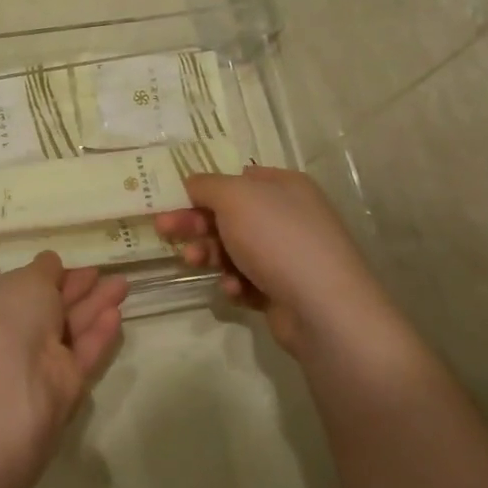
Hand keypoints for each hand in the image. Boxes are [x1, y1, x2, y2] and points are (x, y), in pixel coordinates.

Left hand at [0, 253, 126, 437]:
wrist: (7, 387)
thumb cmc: (5, 316)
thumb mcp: (25, 280)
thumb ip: (44, 271)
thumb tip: (50, 262)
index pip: (16, 290)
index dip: (42, 277)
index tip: (67, 265)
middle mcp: (6, 336)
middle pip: (46, 309)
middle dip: (74, 290)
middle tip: (102, 273)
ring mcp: (33, 364)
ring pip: (67, 330)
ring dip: (93, 306)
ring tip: (122, 285)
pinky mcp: (60, 388)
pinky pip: (80, 356)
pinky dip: (97, 335)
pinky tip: (115, 315)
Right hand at [156, 167, 386, 356]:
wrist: (324, 309)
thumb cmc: (277, 239)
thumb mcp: (235, 197)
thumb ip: (207, 185)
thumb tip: (193, 183)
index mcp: (284, 186)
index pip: (236, 178)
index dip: (203, 188)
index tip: (172, 199)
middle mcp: (289, 215)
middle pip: (229, 214)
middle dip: (196, 223)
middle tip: (164, 230)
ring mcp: (289, 254)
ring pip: (233, 248)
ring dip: (209, 254)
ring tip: (195, 262)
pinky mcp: (284, 289)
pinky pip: (247, 279)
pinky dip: (234, 282)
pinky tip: (233, 289)